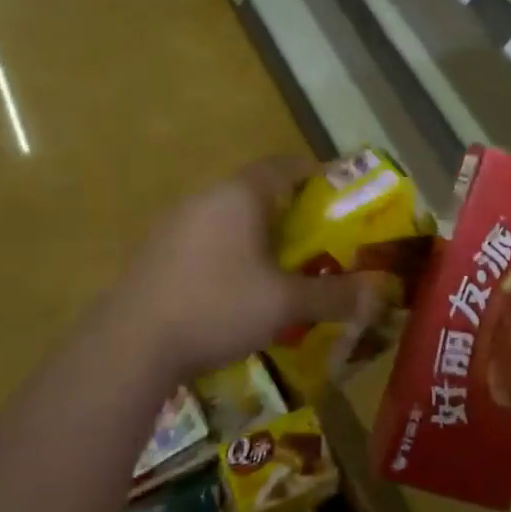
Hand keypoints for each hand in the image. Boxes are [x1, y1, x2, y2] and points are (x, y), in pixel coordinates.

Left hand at [118, 157, 390, 380]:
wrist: (131, 344)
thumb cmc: (218, 307)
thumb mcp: (286, 304)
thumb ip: (335, 295)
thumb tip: (379, 292)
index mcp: (240, 196)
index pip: (285, 166)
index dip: (315, 175)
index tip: (339, 195)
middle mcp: (206, 198)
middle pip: (258, 190)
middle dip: (291, 210)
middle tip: (319, 237)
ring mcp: (175, 224)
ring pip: (230, 216)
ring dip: (259, 233)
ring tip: (283, 265)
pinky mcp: (157, 251)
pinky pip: (207, 238)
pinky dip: (231, 251)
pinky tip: (238, 287)